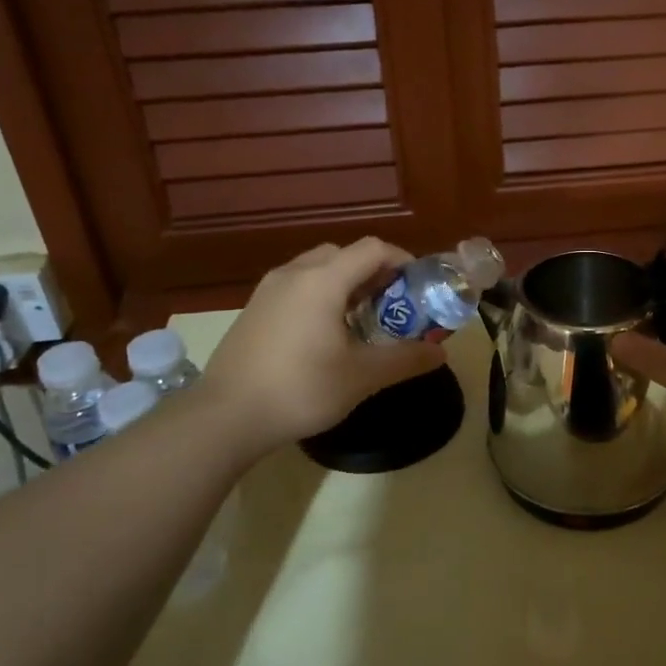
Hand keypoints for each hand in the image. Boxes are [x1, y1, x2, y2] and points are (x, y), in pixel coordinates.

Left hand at [195, 239, 447, 461]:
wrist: (225, 416)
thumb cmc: (301, 389)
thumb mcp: (362, 377)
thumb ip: (405, 359)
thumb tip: (441, 352)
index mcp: (323, 280)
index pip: (373, 249)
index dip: (402, 261)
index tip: (418, 288)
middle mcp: (294, 273)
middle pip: (344, 254)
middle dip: (374, 273)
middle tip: (391, 305)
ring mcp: (268, 290)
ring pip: (317, 268)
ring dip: (345, 284)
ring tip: (360, 320)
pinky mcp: (253, 309)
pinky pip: (296, 286)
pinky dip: (320, 295)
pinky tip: (324, 335)